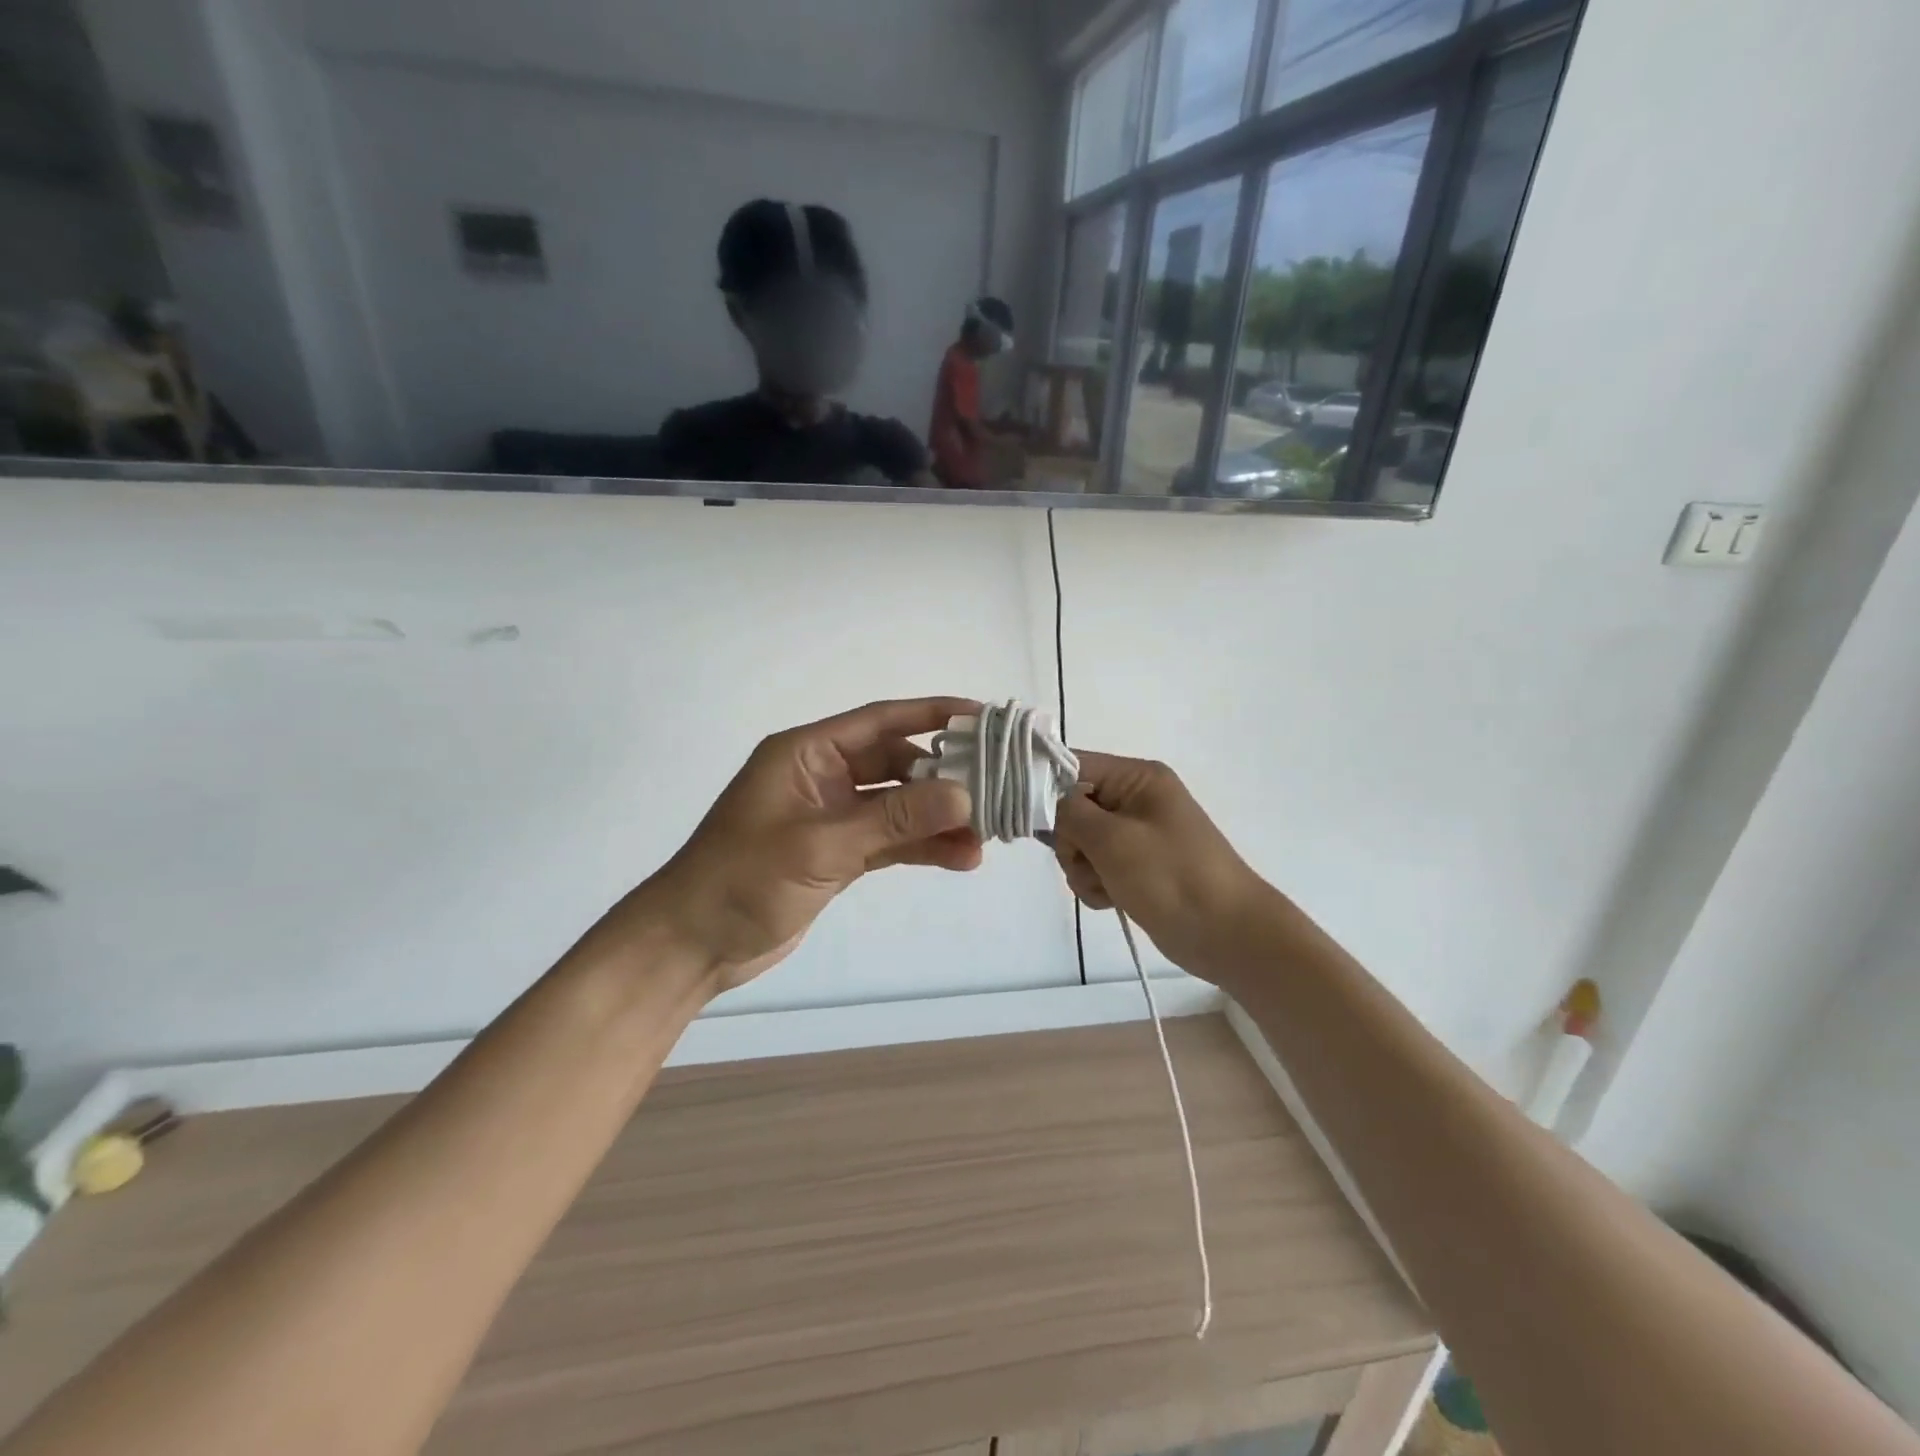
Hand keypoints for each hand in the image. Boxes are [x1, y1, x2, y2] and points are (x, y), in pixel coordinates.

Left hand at [631, 698, 982, 992]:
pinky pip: (890, 840)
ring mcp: (832, 817)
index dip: (932, 714)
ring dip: (937, 819)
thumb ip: (894, 820)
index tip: (982, 717)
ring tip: (985, 837)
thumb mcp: (820, 846)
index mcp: (807, 753)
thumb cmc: (742, 880)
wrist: (692, 945)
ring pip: (898, 806)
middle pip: (896, 764)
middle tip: (994, 792)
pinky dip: (921, 847)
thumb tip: (964, 795)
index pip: (880, 721)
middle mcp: (823, 777)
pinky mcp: (838, 854)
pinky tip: (959, 858)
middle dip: (944, 778)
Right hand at [1053, 753, 1274, 983]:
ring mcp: (1136, 835)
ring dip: (1082, 868)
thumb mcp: (1112, 839)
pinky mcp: (1136, 867)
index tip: (1027, 816)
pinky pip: (1096, 868)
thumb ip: (1068, 813)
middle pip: (1072, 807)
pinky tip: (1112, 899)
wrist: (1227, 934)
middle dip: (1071, 841)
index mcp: (1137, 778)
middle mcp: (1135, 799)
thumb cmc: (1171, 876)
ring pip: (1080, 843)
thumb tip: (1045, 800)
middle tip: (1087, 861)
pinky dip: (1096, 884)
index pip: (1073, 765)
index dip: (1045, 787)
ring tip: (1106, 886)